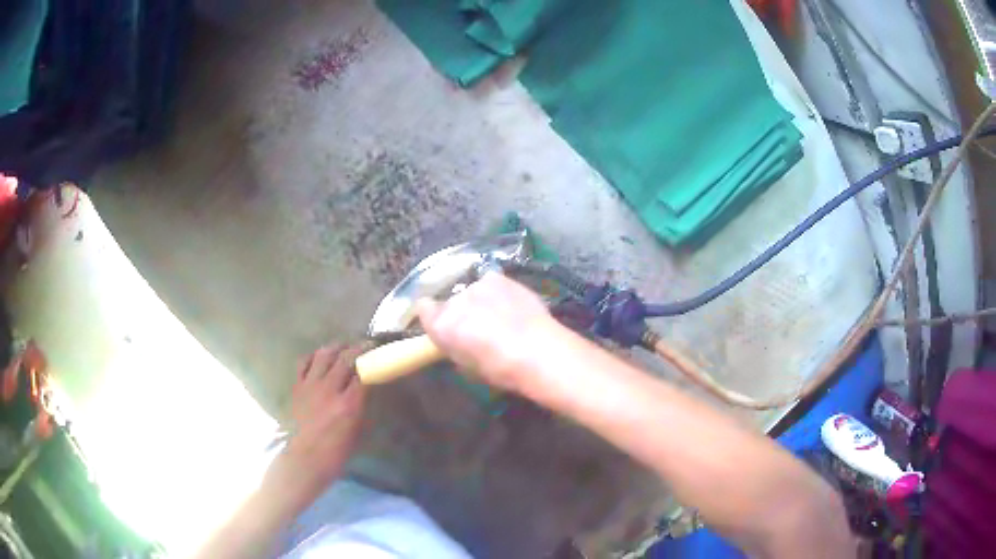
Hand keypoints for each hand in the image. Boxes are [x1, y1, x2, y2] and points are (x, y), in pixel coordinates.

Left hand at [282, 344, 365, 490]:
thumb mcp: (358, 431)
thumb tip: (366, 388)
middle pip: (345, 359)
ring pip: (324, 355)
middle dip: (358, 348)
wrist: (306, 458)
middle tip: (366, 344)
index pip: (363, 373)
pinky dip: (313, 356)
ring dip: (336, 347)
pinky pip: (303, 363)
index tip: (379, 353)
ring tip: (343, 345)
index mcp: (349, 404)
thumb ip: (362, 406)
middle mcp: (329, 390)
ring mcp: (311, 386)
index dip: (372, 360)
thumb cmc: (337, 452)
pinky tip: (320, 356)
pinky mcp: (297, 387)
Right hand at [416, 272, 557, 392]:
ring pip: (473, 292)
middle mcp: (454, 300)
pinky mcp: (499, 278)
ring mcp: (477, 285)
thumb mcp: (467, 366)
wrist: (537, 351)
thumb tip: (456, 340)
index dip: (433, 316)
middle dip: (461, 312)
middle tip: (479, 328)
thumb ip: (454, 347)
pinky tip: (511, 304)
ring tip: (500, 316)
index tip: (444, 326)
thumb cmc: (500, 370)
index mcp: (441, 325)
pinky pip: (491, 282)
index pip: (423, 309)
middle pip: (451, 302)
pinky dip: (497, 291)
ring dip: (481, 301)